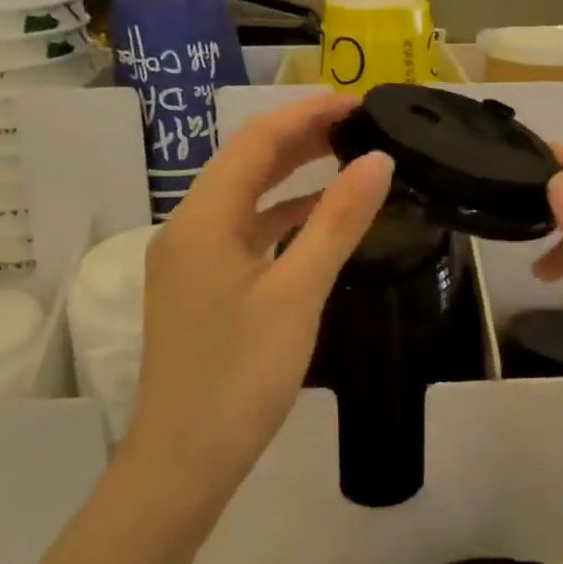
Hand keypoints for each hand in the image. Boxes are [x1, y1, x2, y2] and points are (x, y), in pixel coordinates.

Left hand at [125, 92, 392, 512]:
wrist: (184, 460)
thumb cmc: (240, 375)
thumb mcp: (297, 293)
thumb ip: (337, 221)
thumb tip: (377, 160)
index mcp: (203, 218)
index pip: (257, 140)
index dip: (308, 113)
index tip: (359, 103)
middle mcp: (189, 226)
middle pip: (247, 161)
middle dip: (301, 136)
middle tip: (358, 123)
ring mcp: (192, 257)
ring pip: (245, 195)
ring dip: (291, 173)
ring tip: (345, 156)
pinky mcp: (202, 284)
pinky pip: (244, 230)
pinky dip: (281, 215)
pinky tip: (317, 217)